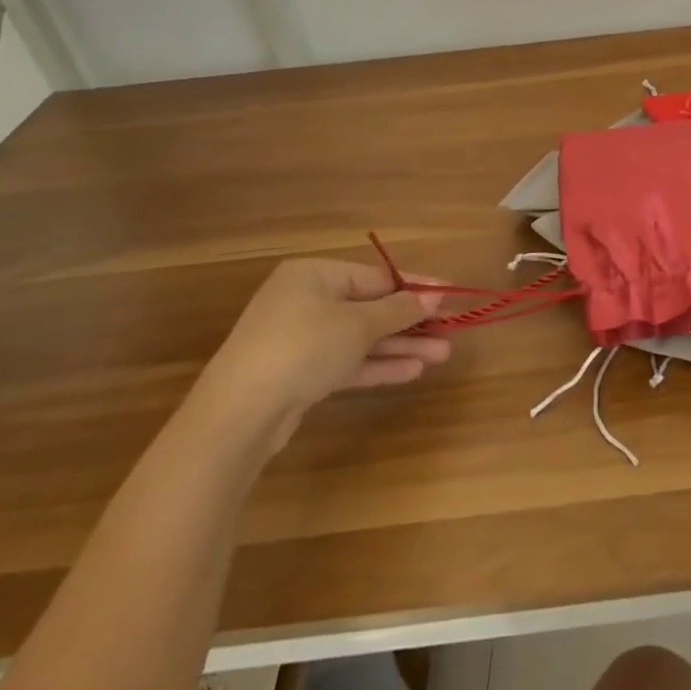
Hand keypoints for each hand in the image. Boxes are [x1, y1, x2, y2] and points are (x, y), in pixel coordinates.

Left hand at [196, 259, 450, 444]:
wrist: (239, 413)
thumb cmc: (303, 347)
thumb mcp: (359, 324)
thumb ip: (399, 309)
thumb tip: (434, 296)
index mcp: (315, 275)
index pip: (377, 276)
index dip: (417, 287)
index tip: (450, 295)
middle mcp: (307, 301)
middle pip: (371, 308)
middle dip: (412, 322)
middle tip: (450, 330)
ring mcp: (301, 339)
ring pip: (362, 338)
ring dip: (401, 346)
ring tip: (442, 354)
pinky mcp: (300, 374)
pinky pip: (347, 362)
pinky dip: (378, 365)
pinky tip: (413, 371)